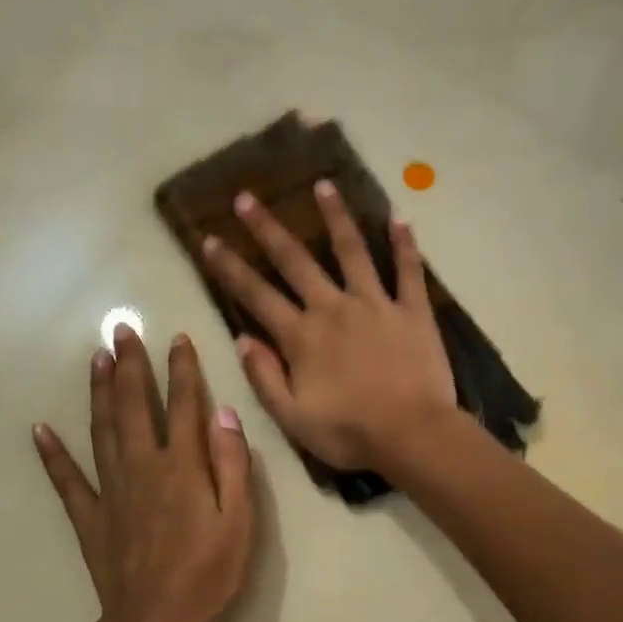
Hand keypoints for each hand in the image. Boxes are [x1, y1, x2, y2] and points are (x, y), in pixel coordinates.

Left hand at [34, 327, 254, 621]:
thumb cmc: (208, 576)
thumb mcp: (239, 523)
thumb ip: (233, 466)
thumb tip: (224, 414)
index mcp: (182, 468)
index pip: (183, 407)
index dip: (182, 370)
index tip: (176, 338)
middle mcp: (142, 468)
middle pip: (133, 407)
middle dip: (130, 366)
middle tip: (121, 330)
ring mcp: (111, 492)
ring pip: (101, 430)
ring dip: (98, 392)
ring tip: (95, 359)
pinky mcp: (91, 518)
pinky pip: (67, 480)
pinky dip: (52, 454)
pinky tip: (40, 430)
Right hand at [201, 182, 456, 473]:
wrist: (411, 435)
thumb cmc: (349, 433)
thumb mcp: (292, 418)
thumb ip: (264, 377)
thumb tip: (241, 339)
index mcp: (302, 337)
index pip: (256, 295)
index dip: (230, 267)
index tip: (209, 240)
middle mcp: (334, 309)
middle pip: (296, 261)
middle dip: (268, 228)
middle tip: (247, 197)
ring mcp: (376, 305)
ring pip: (352, 251)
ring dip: (335, 217)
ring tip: (323, 186)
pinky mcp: (413, 311)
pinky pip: (408, 271)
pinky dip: (404, 245)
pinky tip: (399, 218)